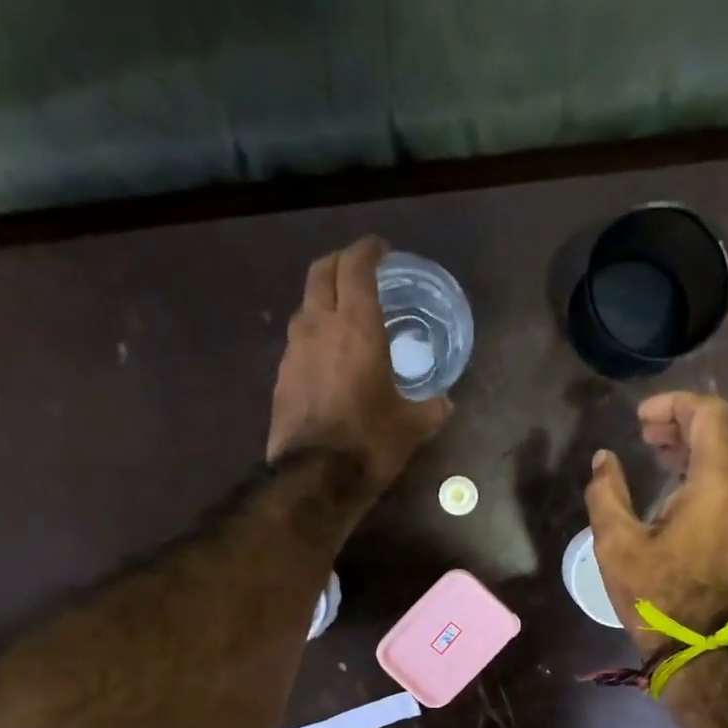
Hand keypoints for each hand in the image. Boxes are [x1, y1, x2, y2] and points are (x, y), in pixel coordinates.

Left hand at [267, 237, 449, 492]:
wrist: (314, 478)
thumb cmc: (369, 442)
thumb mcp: (413, 426)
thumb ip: (432, 407)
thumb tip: (445, 402)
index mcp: (356, 326)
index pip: (356, 267)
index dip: (368, 251)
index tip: (381, 250)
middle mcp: (320, 326)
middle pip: (321, 272)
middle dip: (340, 262)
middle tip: (360, 269)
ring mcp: (294, 350)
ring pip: (305, 304)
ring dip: (324, 297)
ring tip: (344, 312)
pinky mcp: (282, 376)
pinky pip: (299, 339)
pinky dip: (315, 332)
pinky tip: (329, 354)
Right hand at [586, 392, 727, 658]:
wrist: (700, 646)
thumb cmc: (658, 595)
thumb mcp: (617, 543)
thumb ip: (606, 493)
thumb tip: (603, 461)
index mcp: (716, 481)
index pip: (709, 414)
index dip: (674, 404)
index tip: (640, 418)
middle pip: (722, 429)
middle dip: (682, 420)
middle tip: (644, 431)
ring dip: (694, 444)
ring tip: (656, 451)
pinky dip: (704, 467)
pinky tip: (674, 484)